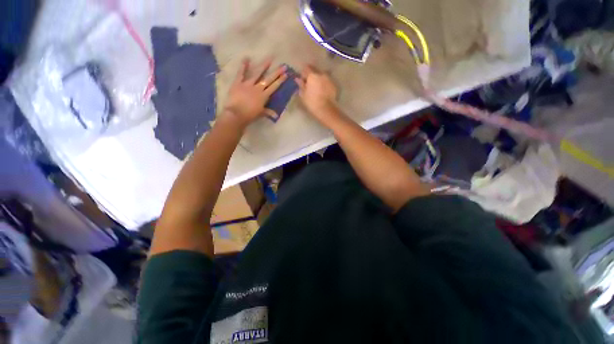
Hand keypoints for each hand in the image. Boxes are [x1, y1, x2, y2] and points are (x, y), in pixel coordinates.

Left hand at [223, 57, 286, 127]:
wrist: (236, 114)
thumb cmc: (250, 115)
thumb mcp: (260, 113)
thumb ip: (268, 112)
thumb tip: (276, 115)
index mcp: (264, 96)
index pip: (274, 87)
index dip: (280, 80)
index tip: (286, 74)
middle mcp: (258, 88)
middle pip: (268, 79)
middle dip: (276, 73)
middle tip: (283, 66)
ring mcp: (248, 84)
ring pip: (257, 74)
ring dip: (264, 66)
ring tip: (269, 58)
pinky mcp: (238, 83)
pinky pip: (241, 73)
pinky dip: (243, 66)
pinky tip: (246, 58)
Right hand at [295, 65, 338, 122]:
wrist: (326, 110)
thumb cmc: (312, 103)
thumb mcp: (303, 95)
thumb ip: (301, 85)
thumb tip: (298, 79)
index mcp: (312, 75)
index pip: (306, 68)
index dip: (304, 74)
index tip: (303, 80)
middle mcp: (321, 74)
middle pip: (315, 70)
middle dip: (312, 75)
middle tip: (310, 84)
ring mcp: (329, 79)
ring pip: (322, 75)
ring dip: (319, 79)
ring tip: (317, 88)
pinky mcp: (334, 85)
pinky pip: (327, 81)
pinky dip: (325, 84)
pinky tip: (323, 92)